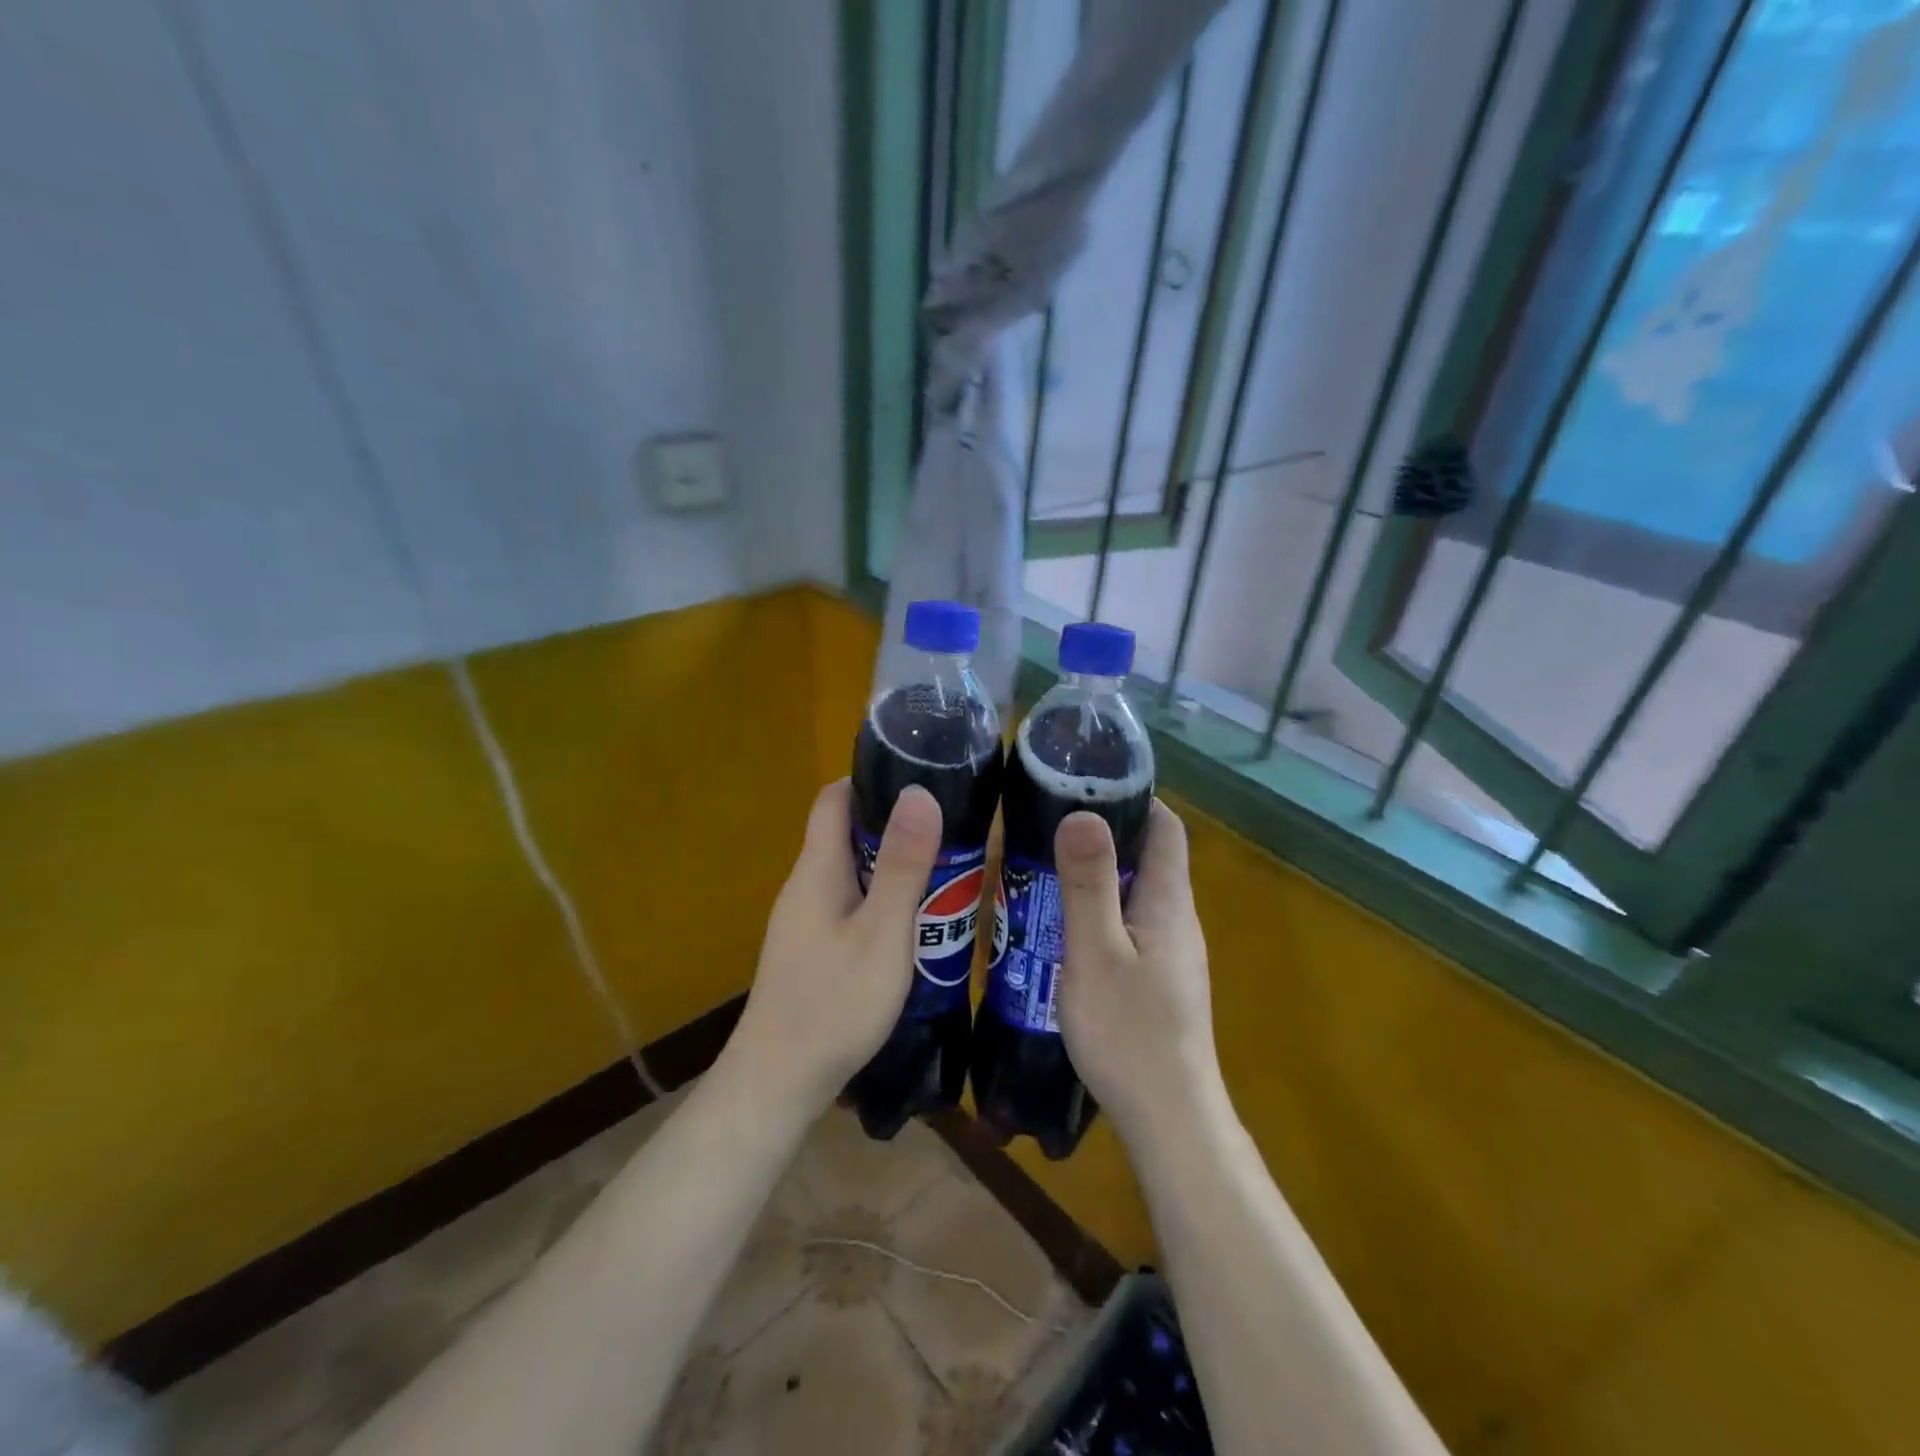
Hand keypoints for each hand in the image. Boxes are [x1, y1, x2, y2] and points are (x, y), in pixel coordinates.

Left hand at [725, 779, 942, 1110]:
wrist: (779, 1083)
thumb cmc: (835, 1003)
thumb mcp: (882, 932)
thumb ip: (902, 864)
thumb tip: (919, 791)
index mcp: (817, 869)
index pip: (835, 799)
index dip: (872, 780)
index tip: (921, 778)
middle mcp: (805, 886)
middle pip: (847, 834)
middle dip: (895, 827)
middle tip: (951, 833)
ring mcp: (805, 922)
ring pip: (852, 874)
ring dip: (892, 868)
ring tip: (946, 876)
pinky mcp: (811, 951)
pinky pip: (850, 907)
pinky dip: (882, 903)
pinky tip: (914, 926)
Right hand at [1054, 800, 1219, 1144]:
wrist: (1169, 1119)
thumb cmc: (1128, 1031)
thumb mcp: (1096, 951)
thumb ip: (1089, 883)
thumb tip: (1083, 811)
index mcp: (1169, 901)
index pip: (1166, 826)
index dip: (1134, 797)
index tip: (1086, 784)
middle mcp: (1178, 919)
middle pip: (1151, 856)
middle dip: (1107, 832)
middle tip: (1049, 823)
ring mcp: (1172, 953)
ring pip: (1138, 893)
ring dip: (1100, 874)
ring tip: (1046, 867)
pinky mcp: (1160, 980)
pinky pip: (1131, 925)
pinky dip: (1101, 909)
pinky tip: (1063, 926)